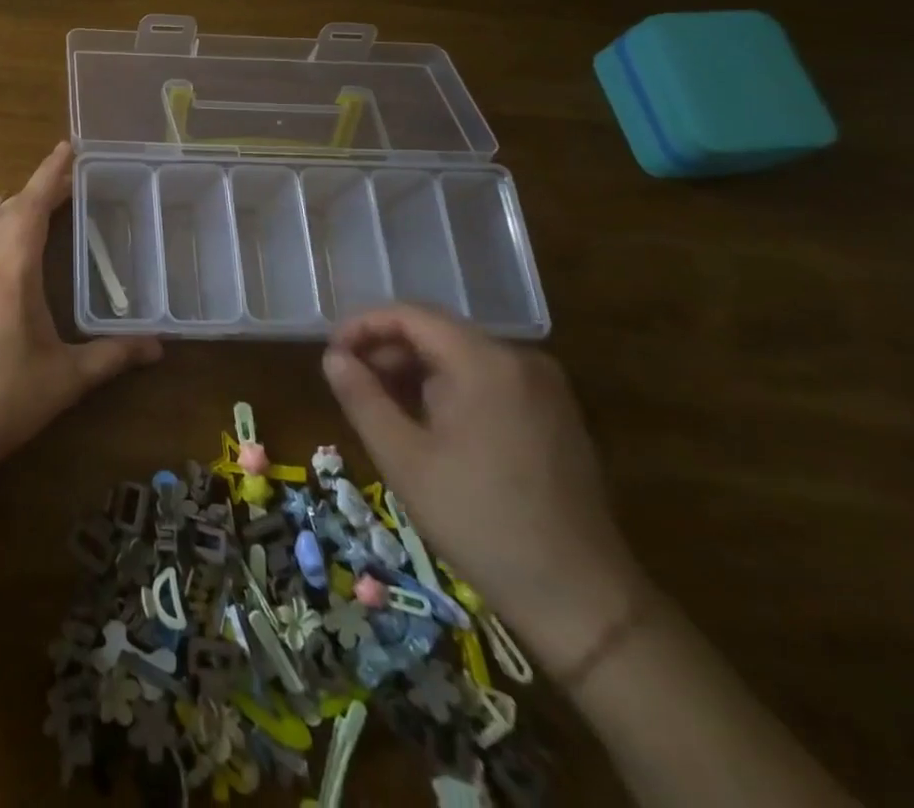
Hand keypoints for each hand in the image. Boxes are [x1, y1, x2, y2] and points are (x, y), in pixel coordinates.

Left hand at [0, 142, 161, 480]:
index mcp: (10, 273)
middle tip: (69, 178)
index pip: (31, 208)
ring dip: (12, 203)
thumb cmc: (3, 401)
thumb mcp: (65, 380)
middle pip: (10, 209)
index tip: (67, 148)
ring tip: (37, 197)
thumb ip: (112, 356)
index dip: (50, 175)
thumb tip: (157, 346)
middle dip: (39, 188)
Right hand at [322, 304, 647, 674]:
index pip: (409, 314)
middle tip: (352, 386)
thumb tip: (332, 357)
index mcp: (483, 361)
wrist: (582, 599)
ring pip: (460, 355)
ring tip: (383, 408)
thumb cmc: (479, 522)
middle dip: (387, 351)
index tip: (331, 355)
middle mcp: (518, 359)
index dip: (362, 326)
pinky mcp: (554, 413)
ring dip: (415, 371)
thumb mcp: (403, 459)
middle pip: (436, 332)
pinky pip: (487, 378)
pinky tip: (428, 425)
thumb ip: (362, 398)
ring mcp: (543, 386)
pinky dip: (449, 388)